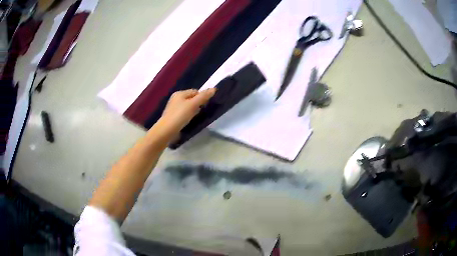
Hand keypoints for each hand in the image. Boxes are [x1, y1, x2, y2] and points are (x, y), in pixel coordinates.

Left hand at [158, 88, 215, 136]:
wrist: (167, 130)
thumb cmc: (180, 115)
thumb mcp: (193, 105)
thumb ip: (203, 96)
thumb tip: (214, 89)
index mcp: (180, 93)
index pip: (195, 91)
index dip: (202, 96)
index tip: (206, 105)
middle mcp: (175, 98)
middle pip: (191, 98)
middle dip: (198, 103)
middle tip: (202, 111)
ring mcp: (173, 108)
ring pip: (187, 106)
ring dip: (193, 110)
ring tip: (196, 117)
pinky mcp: (173, 116)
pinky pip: (184, 113)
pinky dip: (188, 115)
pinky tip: (189, 121)